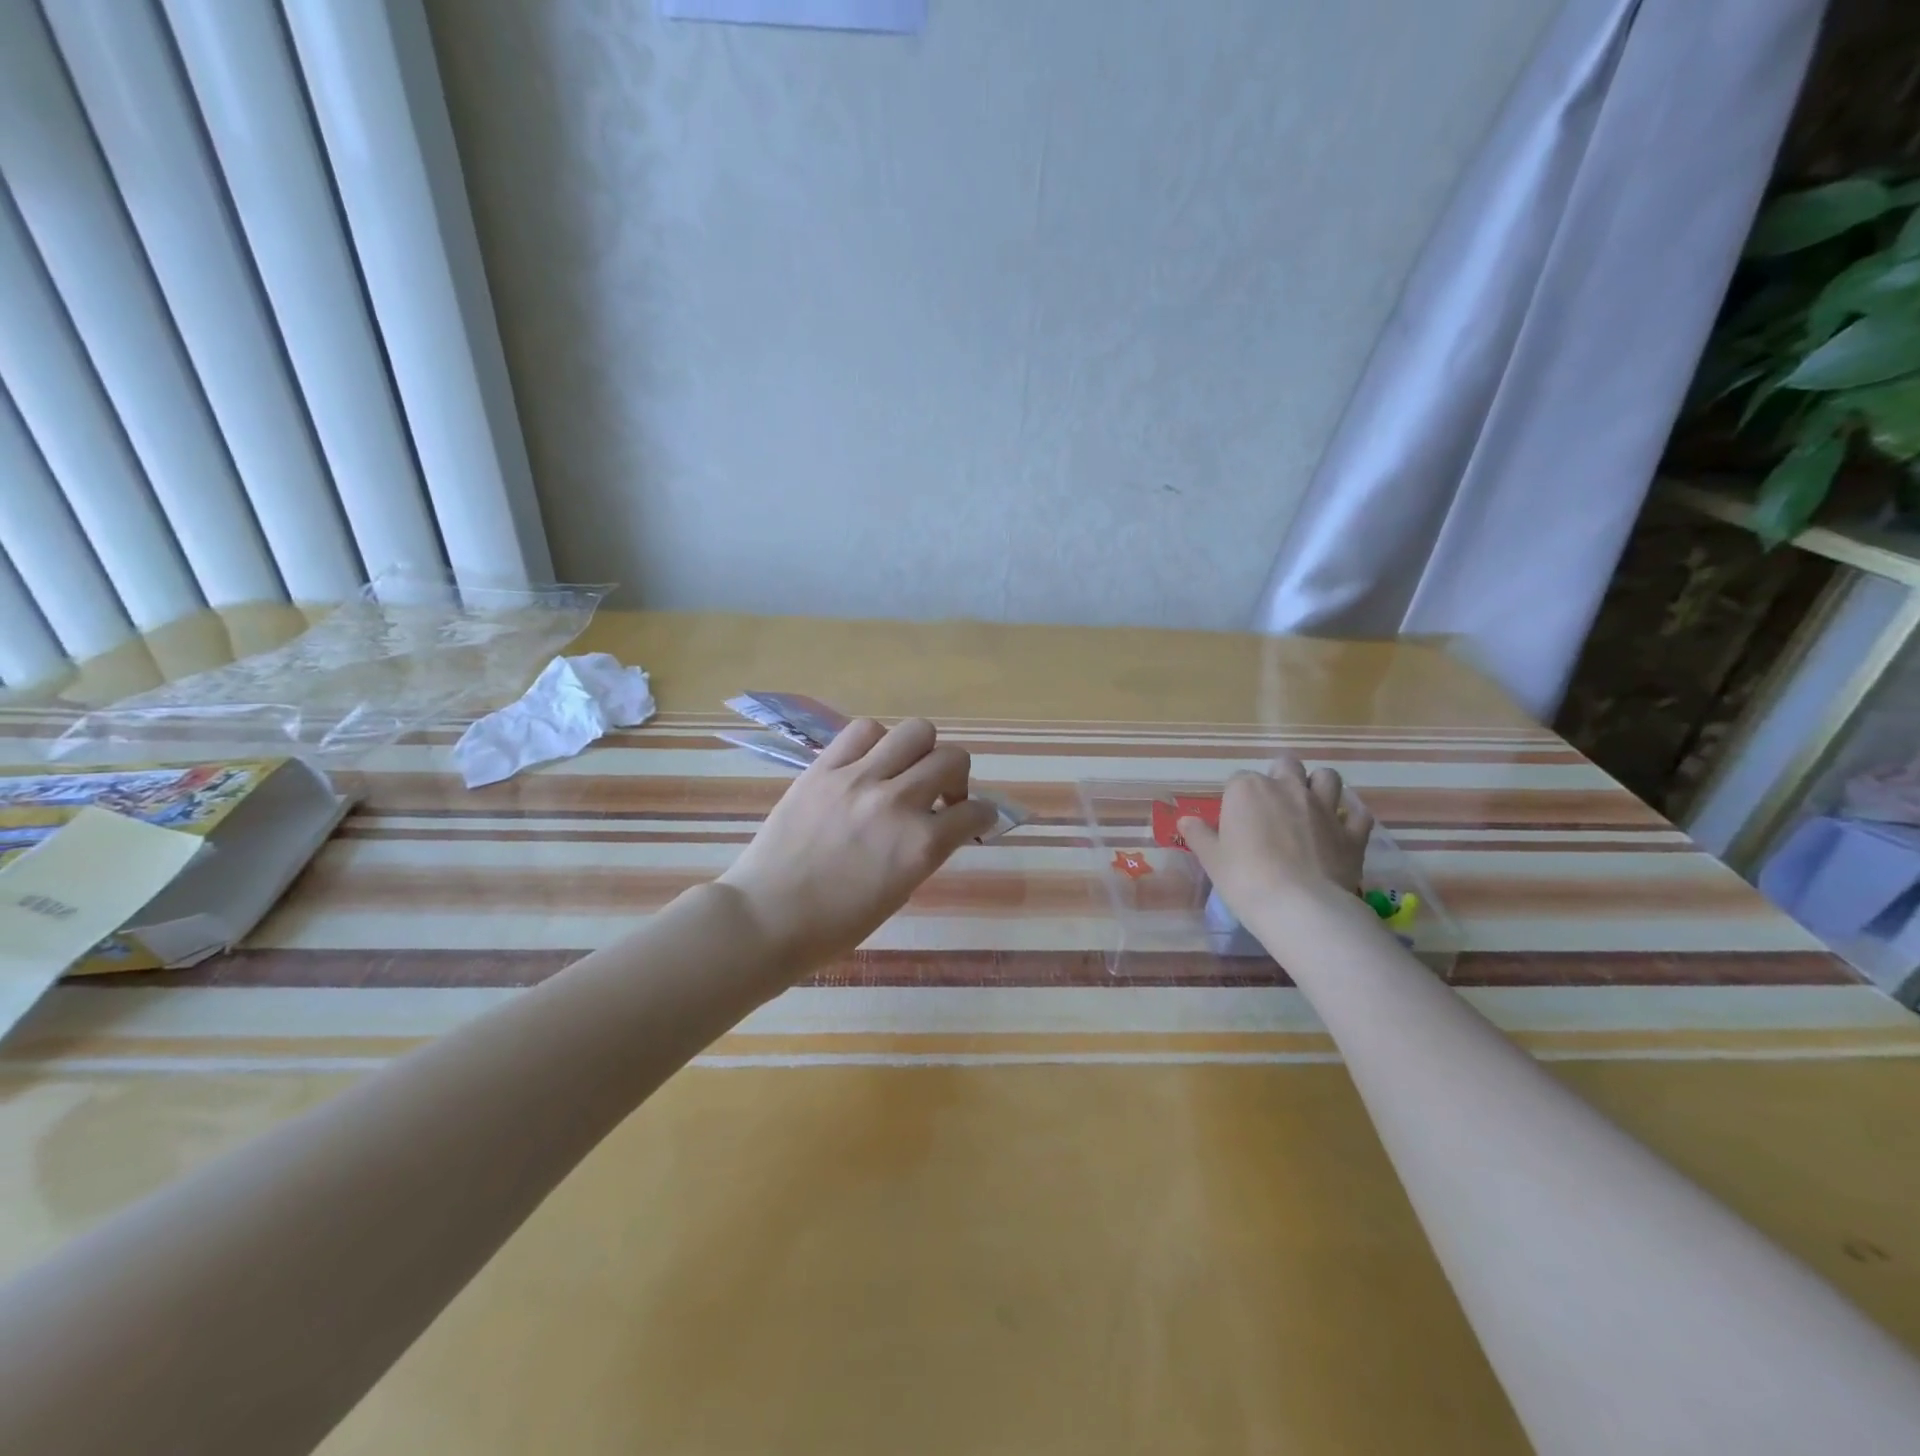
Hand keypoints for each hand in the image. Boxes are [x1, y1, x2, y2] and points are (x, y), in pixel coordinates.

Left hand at [718, 718, 997, 973]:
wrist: (766, 919)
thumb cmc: (834, 926)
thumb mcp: (898, 892)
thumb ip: (923, 852)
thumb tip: (936, 825)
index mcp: (921, 846)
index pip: (976, 812)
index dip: (982, 815)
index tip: (974, 819)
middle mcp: (898, 803)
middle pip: (952, 759)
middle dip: (957, 777)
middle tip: (940, 796)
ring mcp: (859, 780)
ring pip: (916, 731)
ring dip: (921, 751)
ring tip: (904, 772)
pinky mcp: (823, 769)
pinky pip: (863, 731)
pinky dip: (876, 742)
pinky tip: (868, 763)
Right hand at [1178, 755, 1373, 925]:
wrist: (1299, 906)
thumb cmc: (1245, 879)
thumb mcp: (1212, 859)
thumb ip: (1199, 835)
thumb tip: (1186, 820)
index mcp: (1247, 790)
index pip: (1237, 780)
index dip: (1236, 798)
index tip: (1235, 820)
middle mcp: (1287, 788)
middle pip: (1285, 764)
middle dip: (1280, 776)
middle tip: (1272, 805)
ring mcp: (1324, 807)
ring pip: (1327, 777)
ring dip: (1318, 785)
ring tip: (1310, 806)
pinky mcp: (1352, 832)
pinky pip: (1357, 814)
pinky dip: (1350, 818)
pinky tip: (1341, 830)